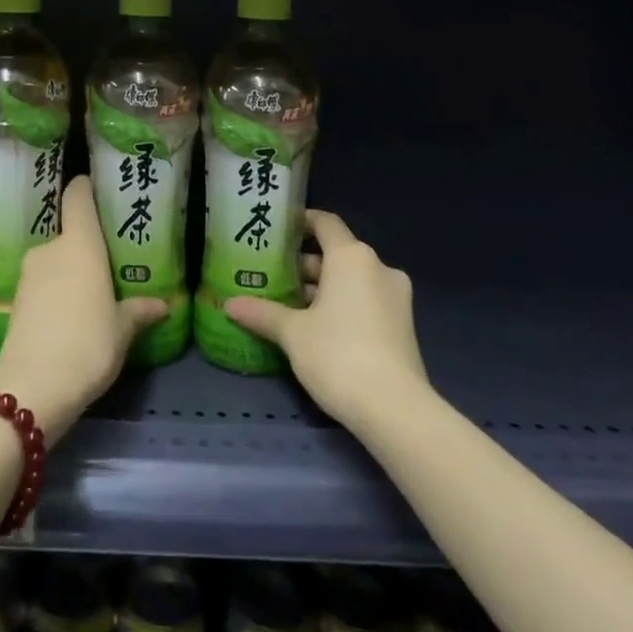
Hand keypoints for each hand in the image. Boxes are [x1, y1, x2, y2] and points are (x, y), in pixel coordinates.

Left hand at [0, 176, 165, 446]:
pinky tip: (69, 317)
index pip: (77, 198)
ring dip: (69, 273)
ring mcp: (28, 275)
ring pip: (54, 262)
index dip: (84, 187)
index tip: (94, 185)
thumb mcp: (122, 330)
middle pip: (68, 235)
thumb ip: (138, 311)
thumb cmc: (88, 344)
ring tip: (90, 295)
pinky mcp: (15, 301)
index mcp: (80, 244)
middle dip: (85, 248)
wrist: (33, 387)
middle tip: (107, 264)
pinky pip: (41, 285)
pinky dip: (54, 293)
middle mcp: (51, 249)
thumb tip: (161, 305)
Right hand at [226, 209, 428, 431]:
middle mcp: (378, 268)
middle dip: (305, 265)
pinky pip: (366, 301)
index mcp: (352, 257)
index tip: (277, 230)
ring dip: (323, 288)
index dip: (301, 222)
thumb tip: (229, 304)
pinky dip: (343, 305)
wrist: (395, 409)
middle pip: (337, 253)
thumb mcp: (292, 333)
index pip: (325, 223)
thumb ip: (262, 313)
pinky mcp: (403, 325)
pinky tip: (316, 328)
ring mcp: (395, 297)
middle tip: (272, 275)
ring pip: (352, 280)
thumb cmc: (338, 355)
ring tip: (288, 304)